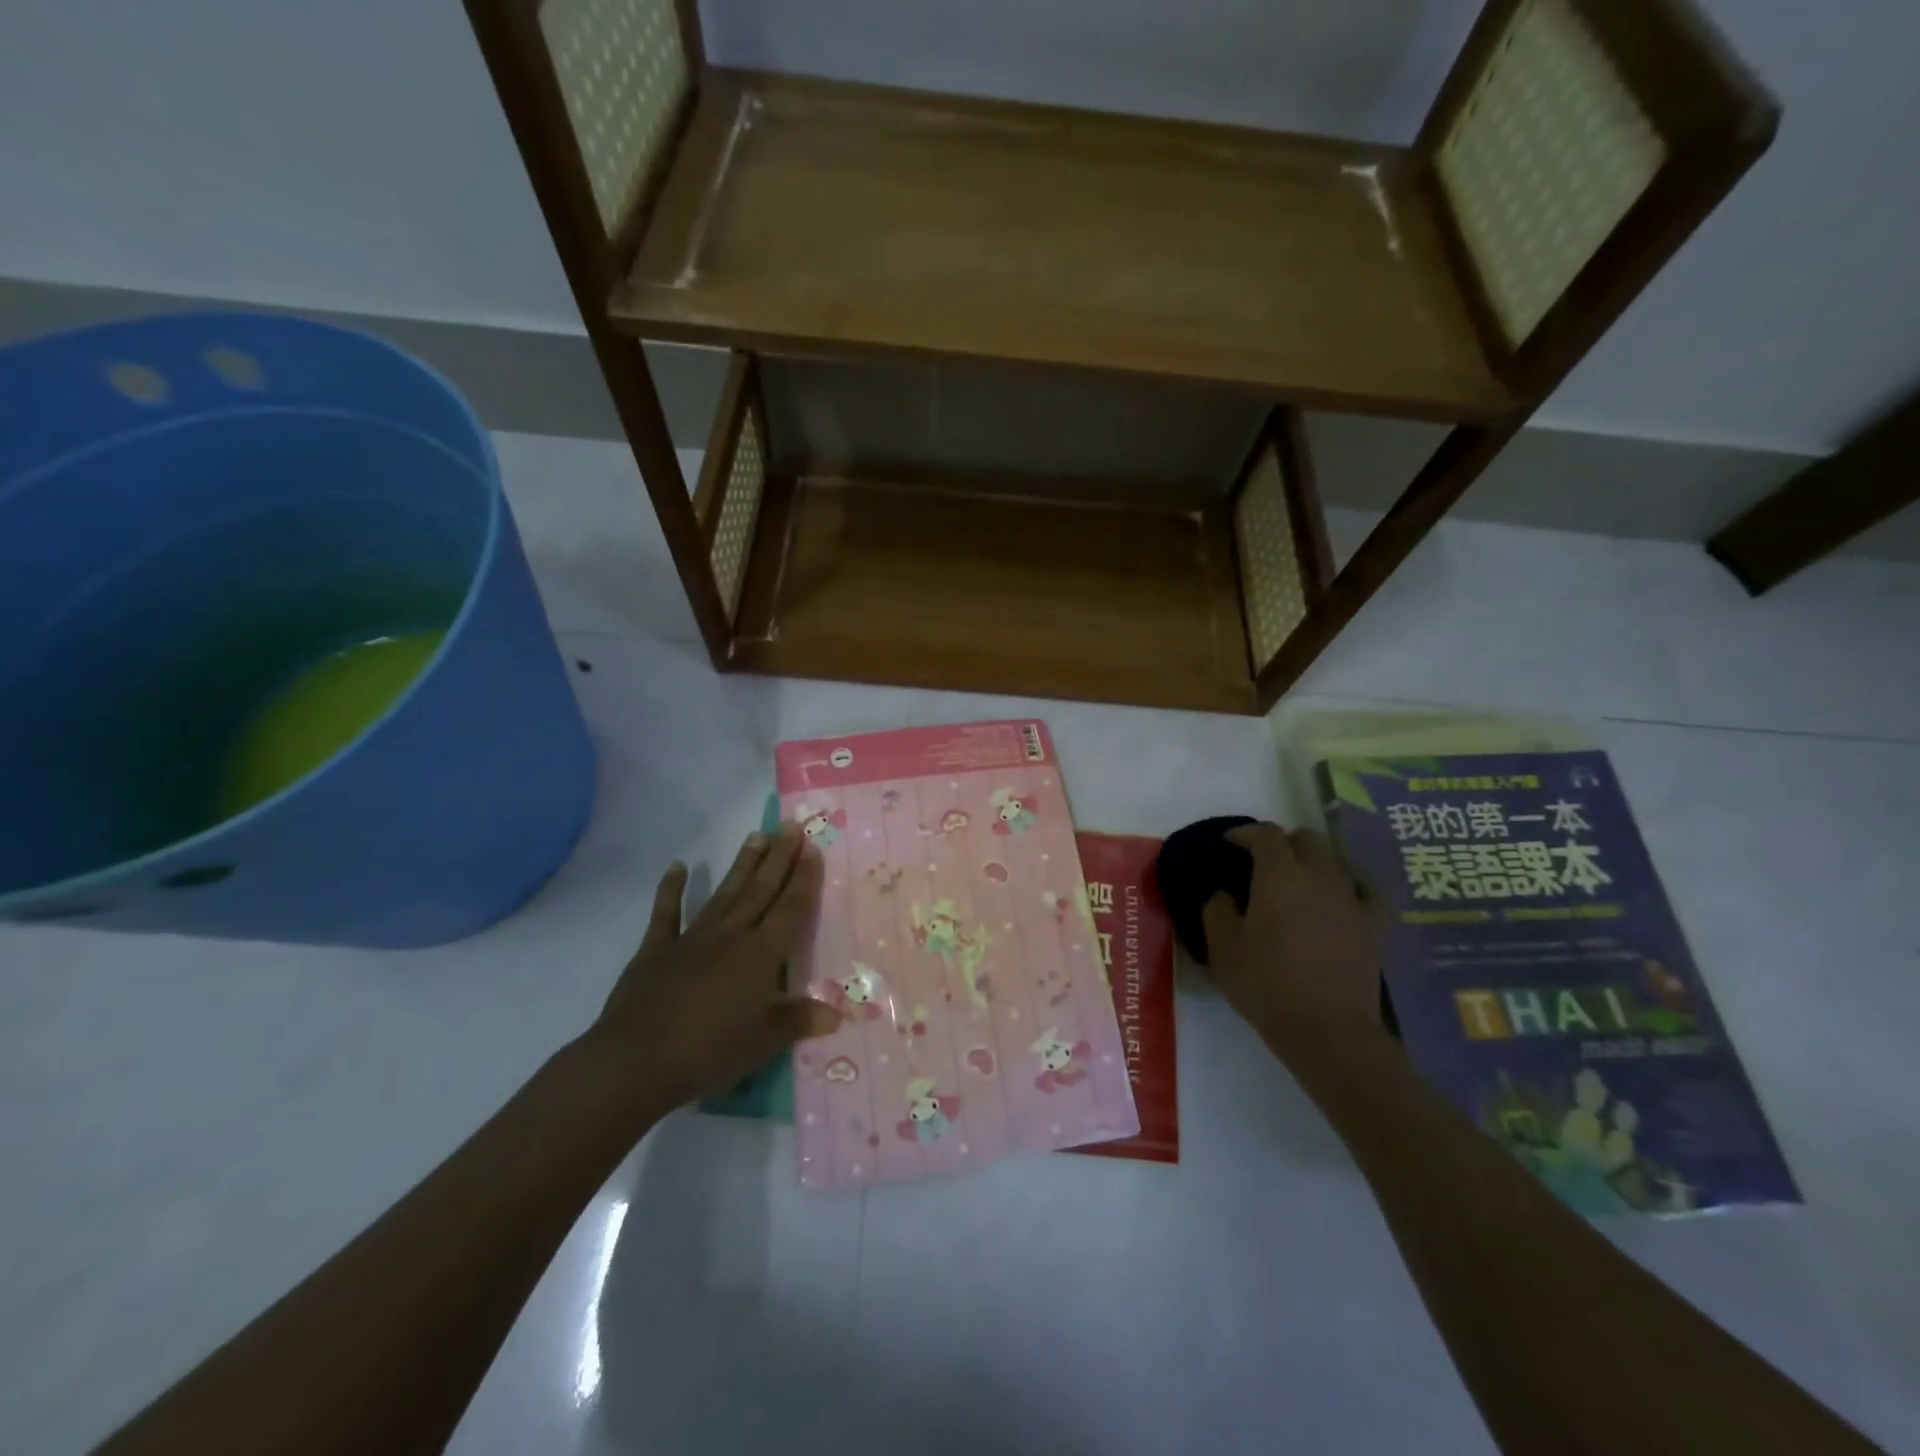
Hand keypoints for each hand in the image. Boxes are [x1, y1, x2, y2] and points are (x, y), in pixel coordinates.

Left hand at [582, 825, 839, 1120]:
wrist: (635, 1062)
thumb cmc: (709, 1052)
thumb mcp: (764, 1042)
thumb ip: (799, 1020)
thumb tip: (837, 1013)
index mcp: (761, 955)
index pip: (790, 909)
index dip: (803, 879)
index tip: (812, 848)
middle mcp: (731, 936)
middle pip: (761, 891)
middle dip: (778, 858)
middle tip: (790, 826)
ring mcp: (692, 939)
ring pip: (724, 893)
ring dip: (742, 865)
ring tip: (755, 835)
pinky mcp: (656, 950)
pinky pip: (666, 913)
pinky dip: (671, 889)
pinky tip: (677, 866)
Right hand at [1202, 822, 1386, 1070]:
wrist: (1328, 1031)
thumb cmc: (1266, 984)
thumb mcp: (1222, 947)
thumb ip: (1217, 910)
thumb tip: (1224, 893)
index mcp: (1279, 875)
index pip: (1265, 834)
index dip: (1245, 833)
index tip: (1229, 842)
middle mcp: (1319, 876)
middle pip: (1303, 839)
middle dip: (1280, 843)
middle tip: (1260, 863)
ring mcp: (1352, 899)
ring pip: (1332, 862)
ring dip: (1310, 863)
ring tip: (1295, 884)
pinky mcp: (1374, 925)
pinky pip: (1364, 890)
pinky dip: (1348, 886)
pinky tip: (1340, 897)